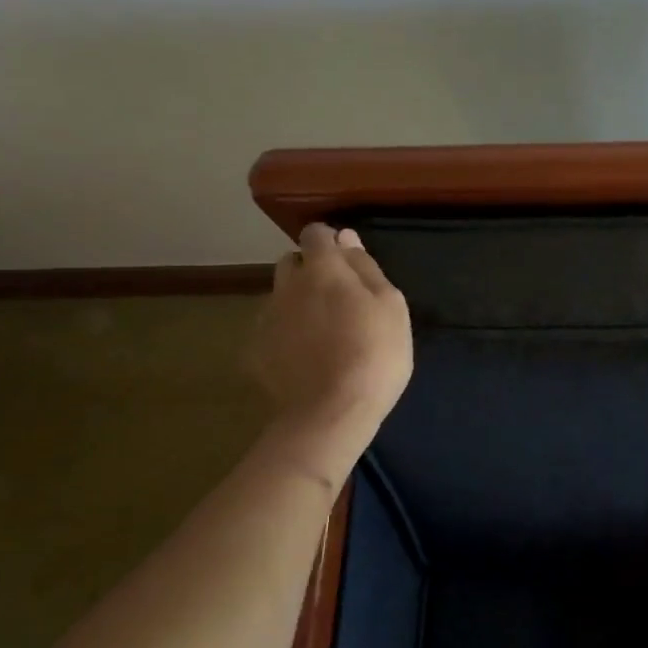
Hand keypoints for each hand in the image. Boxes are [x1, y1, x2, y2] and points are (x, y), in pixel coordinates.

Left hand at [248, 223, 412, 484]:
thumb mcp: (391, 306)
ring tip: (325, 332)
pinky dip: (288, 334)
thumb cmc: (375, 353)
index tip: (350, 261)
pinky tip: (308, 357)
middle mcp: (286, 286)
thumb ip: (366, 267)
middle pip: (292, 263)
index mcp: (322, 269)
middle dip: (312, 270)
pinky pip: (273, 330)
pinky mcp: (255, 352)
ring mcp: (266, 319)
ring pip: (281, 297)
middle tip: (341, 299)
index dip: (332, 241)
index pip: (316, 233)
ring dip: (299, 303)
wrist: (330, 414)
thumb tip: (347, 239)